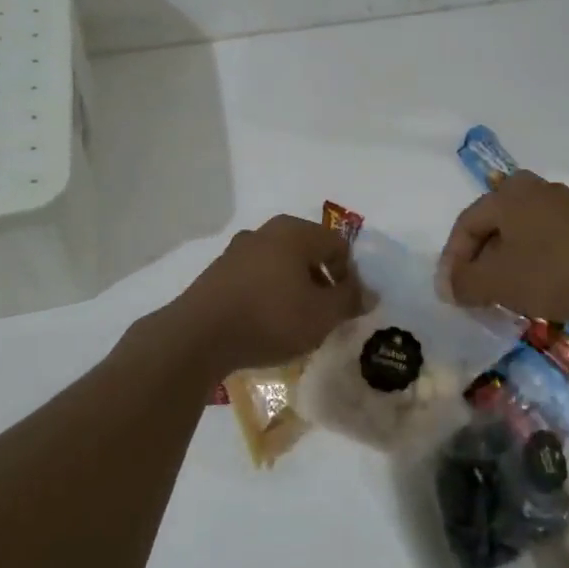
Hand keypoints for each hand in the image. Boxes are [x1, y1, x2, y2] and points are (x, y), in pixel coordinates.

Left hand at [168, 214, 363, 376]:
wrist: (199, 336)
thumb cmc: (270, 318)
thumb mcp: (322, 315)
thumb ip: (349, 300)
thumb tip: (369, 293)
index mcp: (295, 232)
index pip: (338, 245)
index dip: (349, 276)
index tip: (347, 307)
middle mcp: (267, 231)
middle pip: (308, 252)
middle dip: (321, 282)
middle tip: (324, 315)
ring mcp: (238, 250)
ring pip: (281, 265)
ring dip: (294, 289)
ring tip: (295, 323)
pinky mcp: (219, 272)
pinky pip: (256, 278)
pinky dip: (268, 295)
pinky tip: (265, 324)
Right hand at [436, 171, 568, 326]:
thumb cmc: (554, 271)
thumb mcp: (499, 281)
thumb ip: (465, 282)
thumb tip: (449, 285)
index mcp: (507, 194)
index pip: (465, 224)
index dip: (452, 260)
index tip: (450, 293)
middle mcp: (534, 189)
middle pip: (493, 226)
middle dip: (479, 260)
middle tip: (474, 292)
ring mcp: (564, 205)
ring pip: (520, 234)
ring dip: (506, 264)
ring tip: (504, 295)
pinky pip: (546, 241)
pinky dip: (533, 263)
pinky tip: (538, 289)